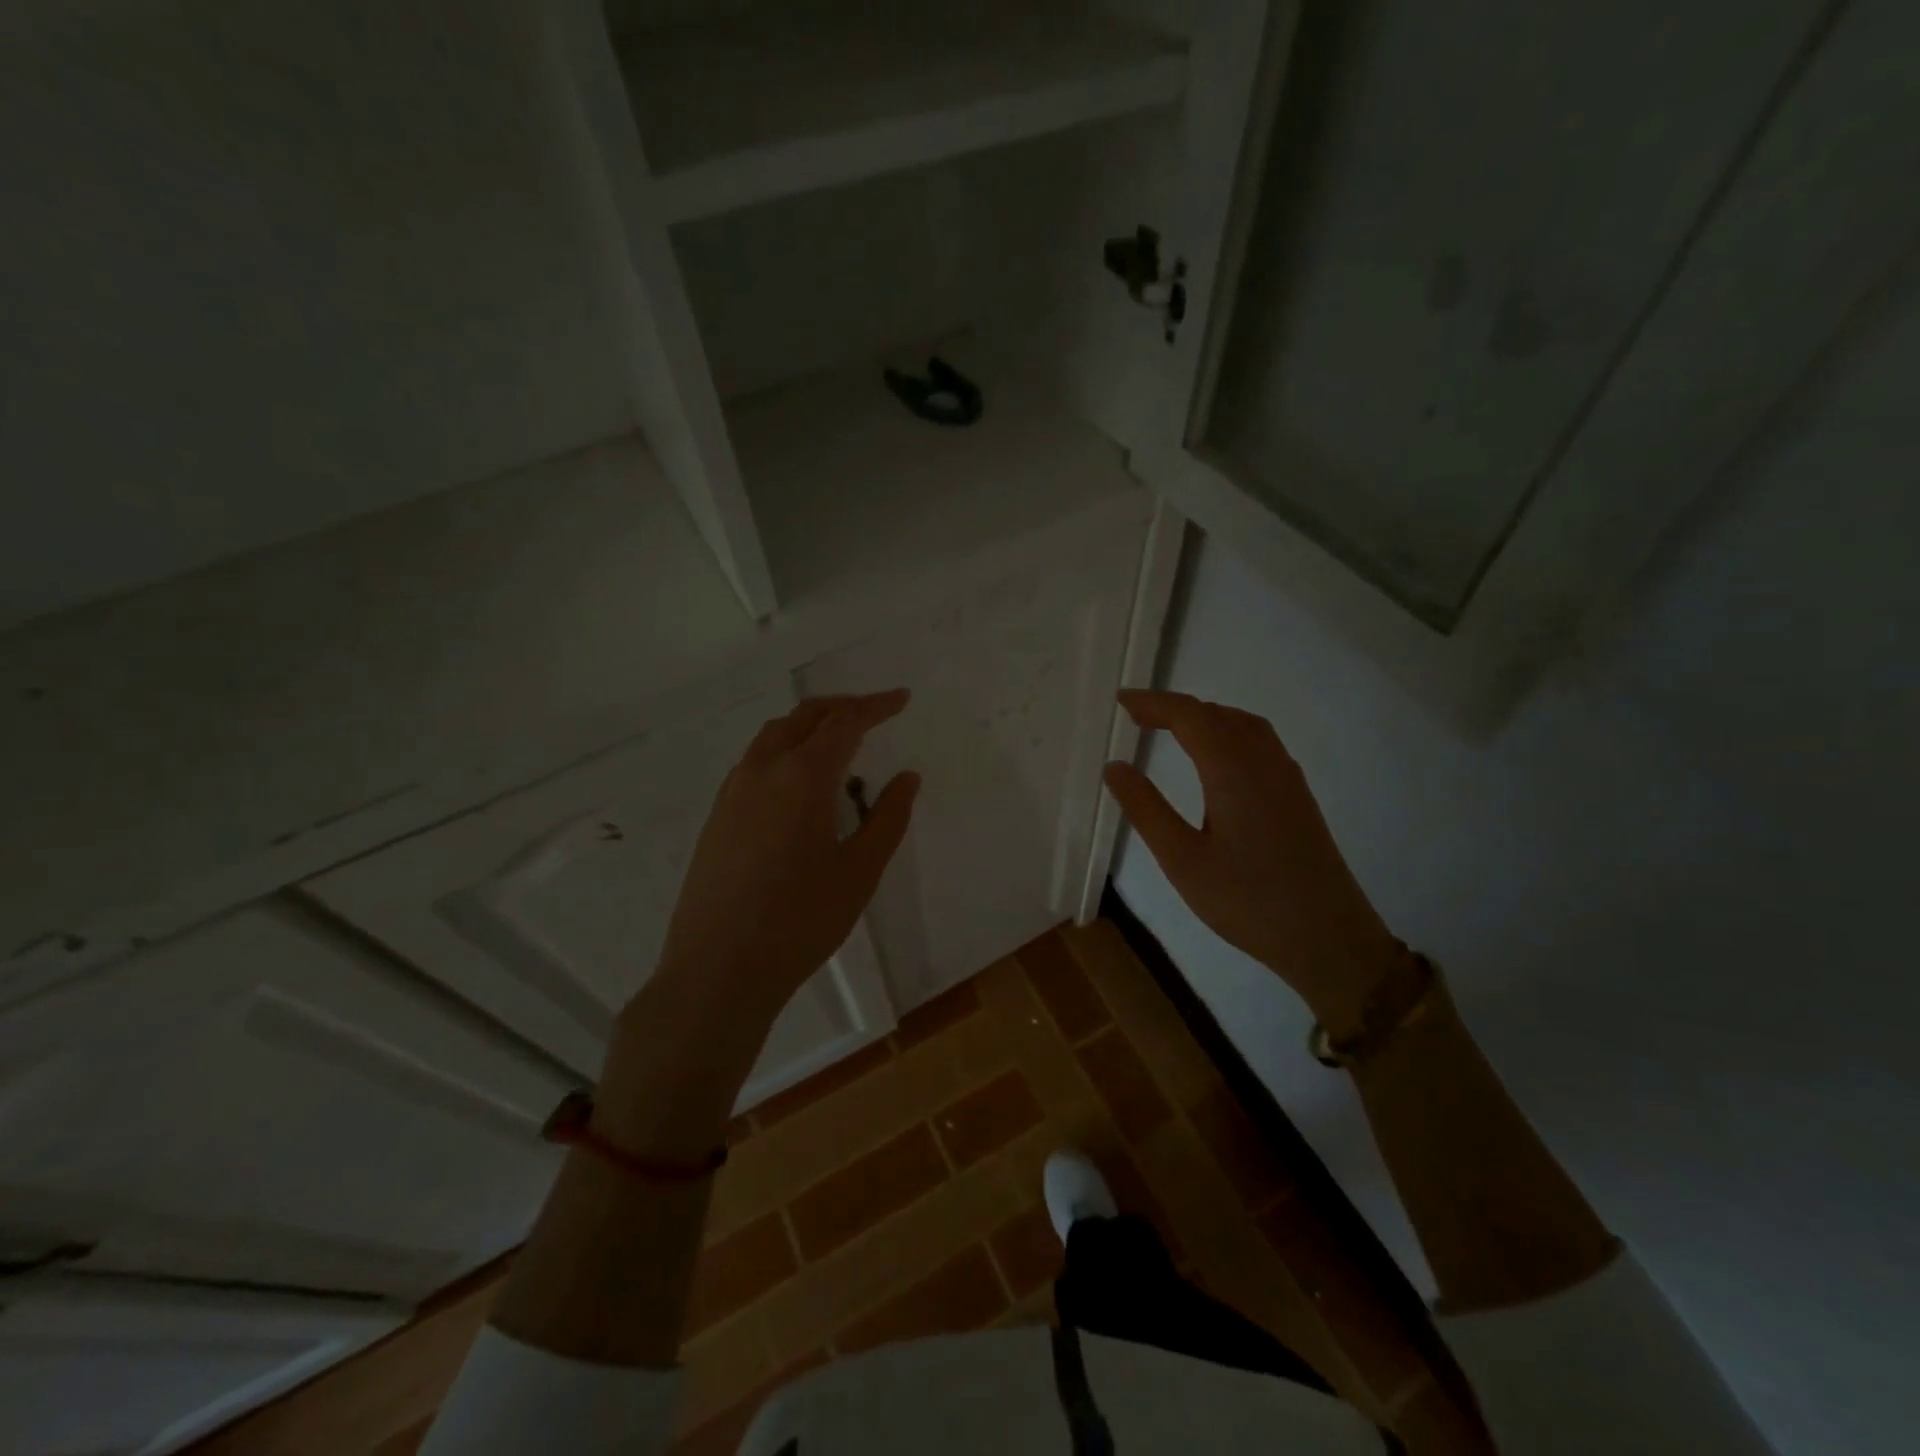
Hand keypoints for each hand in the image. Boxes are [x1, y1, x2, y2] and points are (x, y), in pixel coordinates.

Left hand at [652, 690, 919, 1024]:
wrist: (718, 970)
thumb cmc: (800, 921)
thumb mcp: (860, 871)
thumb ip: (888, 818)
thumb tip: (907, 778)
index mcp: (802, 777)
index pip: (845, 723)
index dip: (876, 706)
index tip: (901, 698)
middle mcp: (762, 770)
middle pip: (804, 717)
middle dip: (842, 707)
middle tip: (874, 712)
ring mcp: (732, 792)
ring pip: (773, 736)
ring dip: (809, 726)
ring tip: (838, 743)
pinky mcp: (716, 816)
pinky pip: (755, 762)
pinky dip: (785, 750)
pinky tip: (798, 783)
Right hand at [1103, 690, 1404, 1035]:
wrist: (1328, 937)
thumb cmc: (1247, 901)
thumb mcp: (1182, 860)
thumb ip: (1146, 809)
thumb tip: (1114, 766)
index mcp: (1232, 770)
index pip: (1189, 716)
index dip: (1154, 703)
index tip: (1121, 700)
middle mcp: (1263, 761)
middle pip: (1216, 714)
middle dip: (1175, 707)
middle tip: (1136, 717)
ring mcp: (1286, 776)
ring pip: (1242, 724)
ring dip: (1204, 716)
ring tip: (1170, 728)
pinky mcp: (1297, 794)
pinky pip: (1259, 741)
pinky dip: (1227, 731)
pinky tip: (1216, 756)